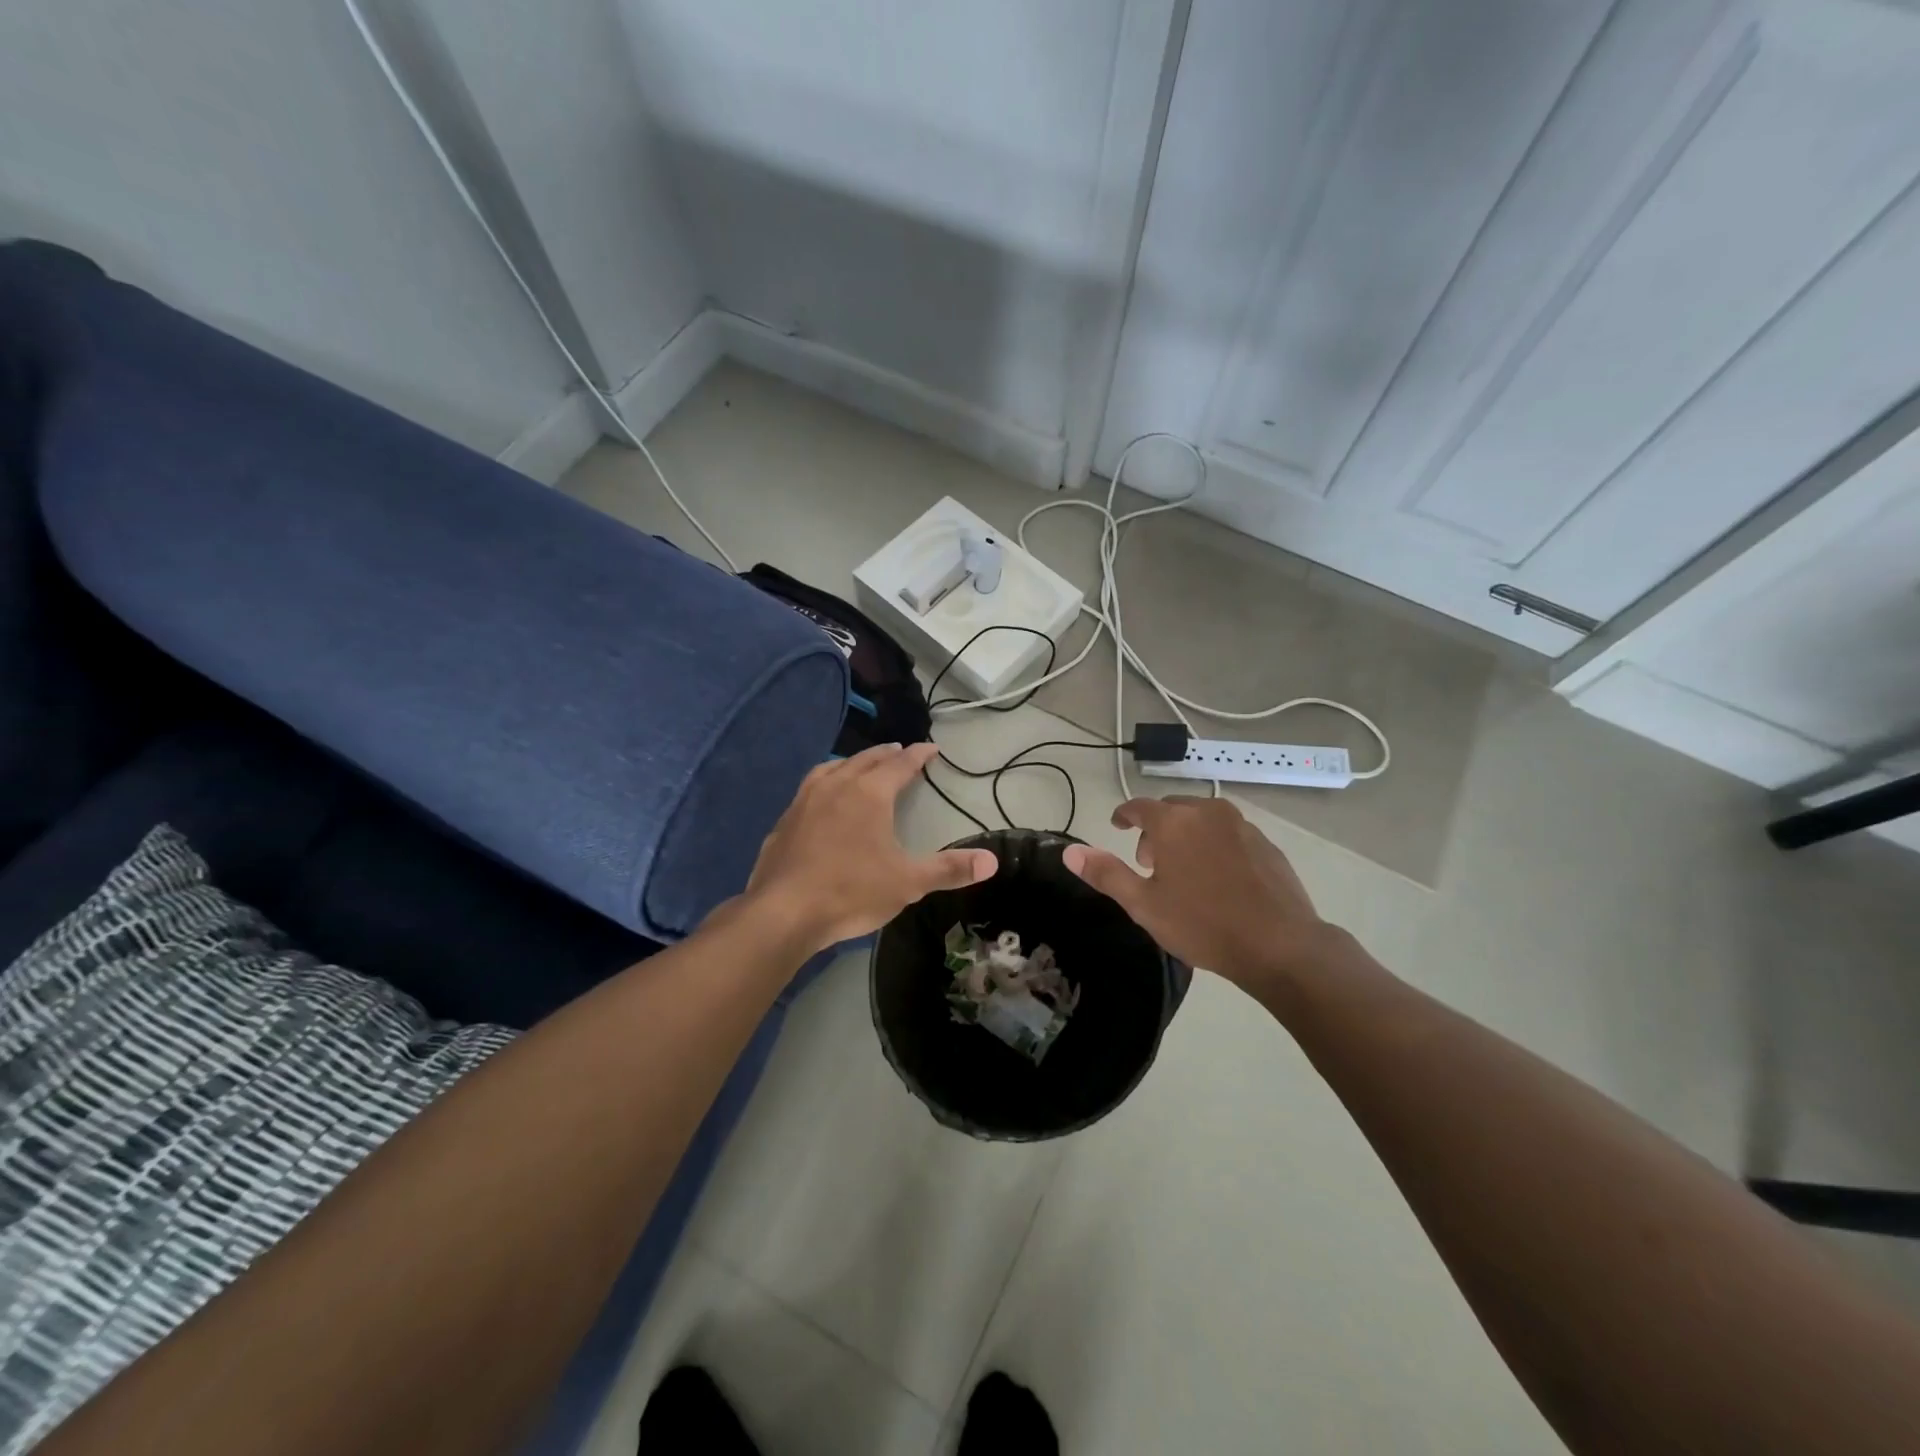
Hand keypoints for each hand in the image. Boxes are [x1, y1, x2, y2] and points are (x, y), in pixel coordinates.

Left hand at [742, 743, 997, 954]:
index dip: (918, 755)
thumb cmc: (852, 891)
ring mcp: (805, 800)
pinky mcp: (784, 820)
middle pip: (865, 759)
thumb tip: (992, 861)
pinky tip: (823, 801)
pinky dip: (825, 783)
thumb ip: (950, 869)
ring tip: (860, 766)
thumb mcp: (908, 882)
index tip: (931, 748)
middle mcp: (836, 786)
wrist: (783, 912)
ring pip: (833, 768)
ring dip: (852, 763)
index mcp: (869, 793)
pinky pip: (810, 788)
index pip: (900, 764)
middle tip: (899, 750)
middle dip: (886, 753)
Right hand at [1062, 795, 1350, 999]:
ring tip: (1184, 870)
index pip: (1139, 807)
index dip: (1124, 816)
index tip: (1118, 826)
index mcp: (1173, 822)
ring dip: (1186, 834)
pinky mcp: (1265, 842)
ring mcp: (1241, 825)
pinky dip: (1214, 844)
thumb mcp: (1144, 905)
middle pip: (1172, 810)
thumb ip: (1106, 874)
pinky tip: (1219, 876)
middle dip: (1156, 829)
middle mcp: (1206, 812)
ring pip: (1202, 818)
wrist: (1279, 944)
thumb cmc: (1203, 924)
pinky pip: (1229, 832)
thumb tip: (1069, 852)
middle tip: (1149, 861)